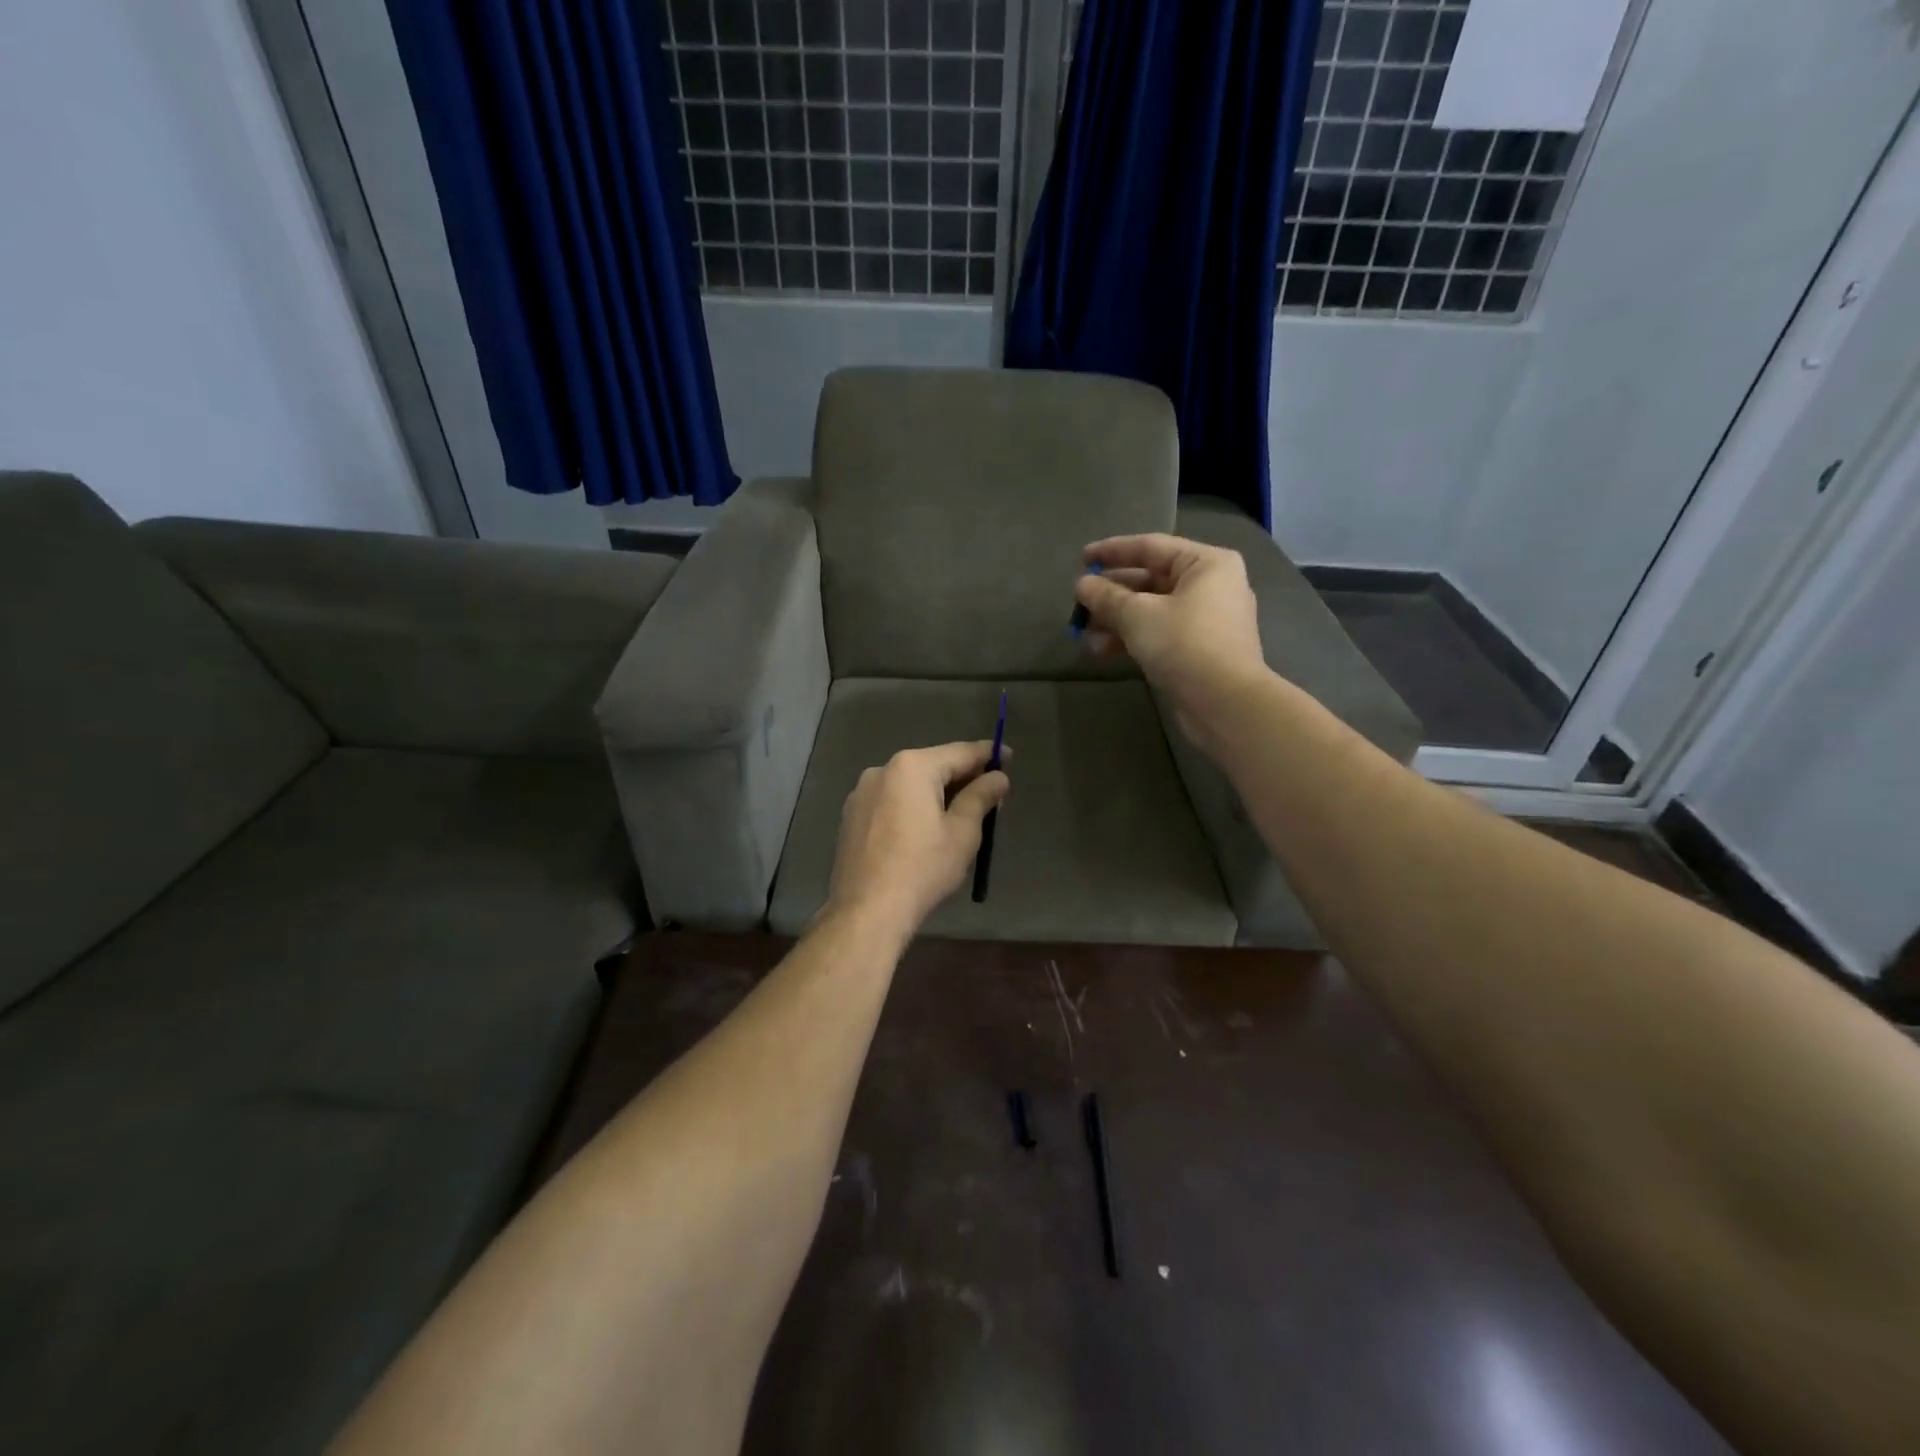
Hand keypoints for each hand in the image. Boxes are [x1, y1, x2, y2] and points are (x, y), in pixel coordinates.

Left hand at [823, 741, 1010, 938]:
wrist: (866, 911)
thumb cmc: (922, 868)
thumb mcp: (962, 833)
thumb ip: (981, 797)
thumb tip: (998, 777)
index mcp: (911, 767)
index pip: (959, 753)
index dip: (988, 755)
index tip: (1009, 757)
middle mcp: (882, 770)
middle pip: (932, 766)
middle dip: (962, 778)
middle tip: (990, 795)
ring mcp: (861, 794)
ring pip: (910, 785)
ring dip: (936, 794)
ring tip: (960, 816)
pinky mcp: (851, 817)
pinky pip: (891, 802)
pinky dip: (912, 808)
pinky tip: (924, 831)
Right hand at [1075, 533, 1265, 753]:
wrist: (1224, 703)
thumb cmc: (1184, 644)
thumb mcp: (1138, 615)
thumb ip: (1107, 597)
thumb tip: (1082, 585)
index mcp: (1206, 564)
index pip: (1151, 547)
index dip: (1112, 551)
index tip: (1082, 559)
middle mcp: (1212, 586)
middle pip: (1151, 580)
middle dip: (1112, 594)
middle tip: (1079, 603)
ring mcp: (1207, 620)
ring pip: (1152, 610)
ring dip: (1116, 619)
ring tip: (1084, 633)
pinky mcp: (1199, 650)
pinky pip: (1160, 633)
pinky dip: (1132, 637)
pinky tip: (1103, 650)